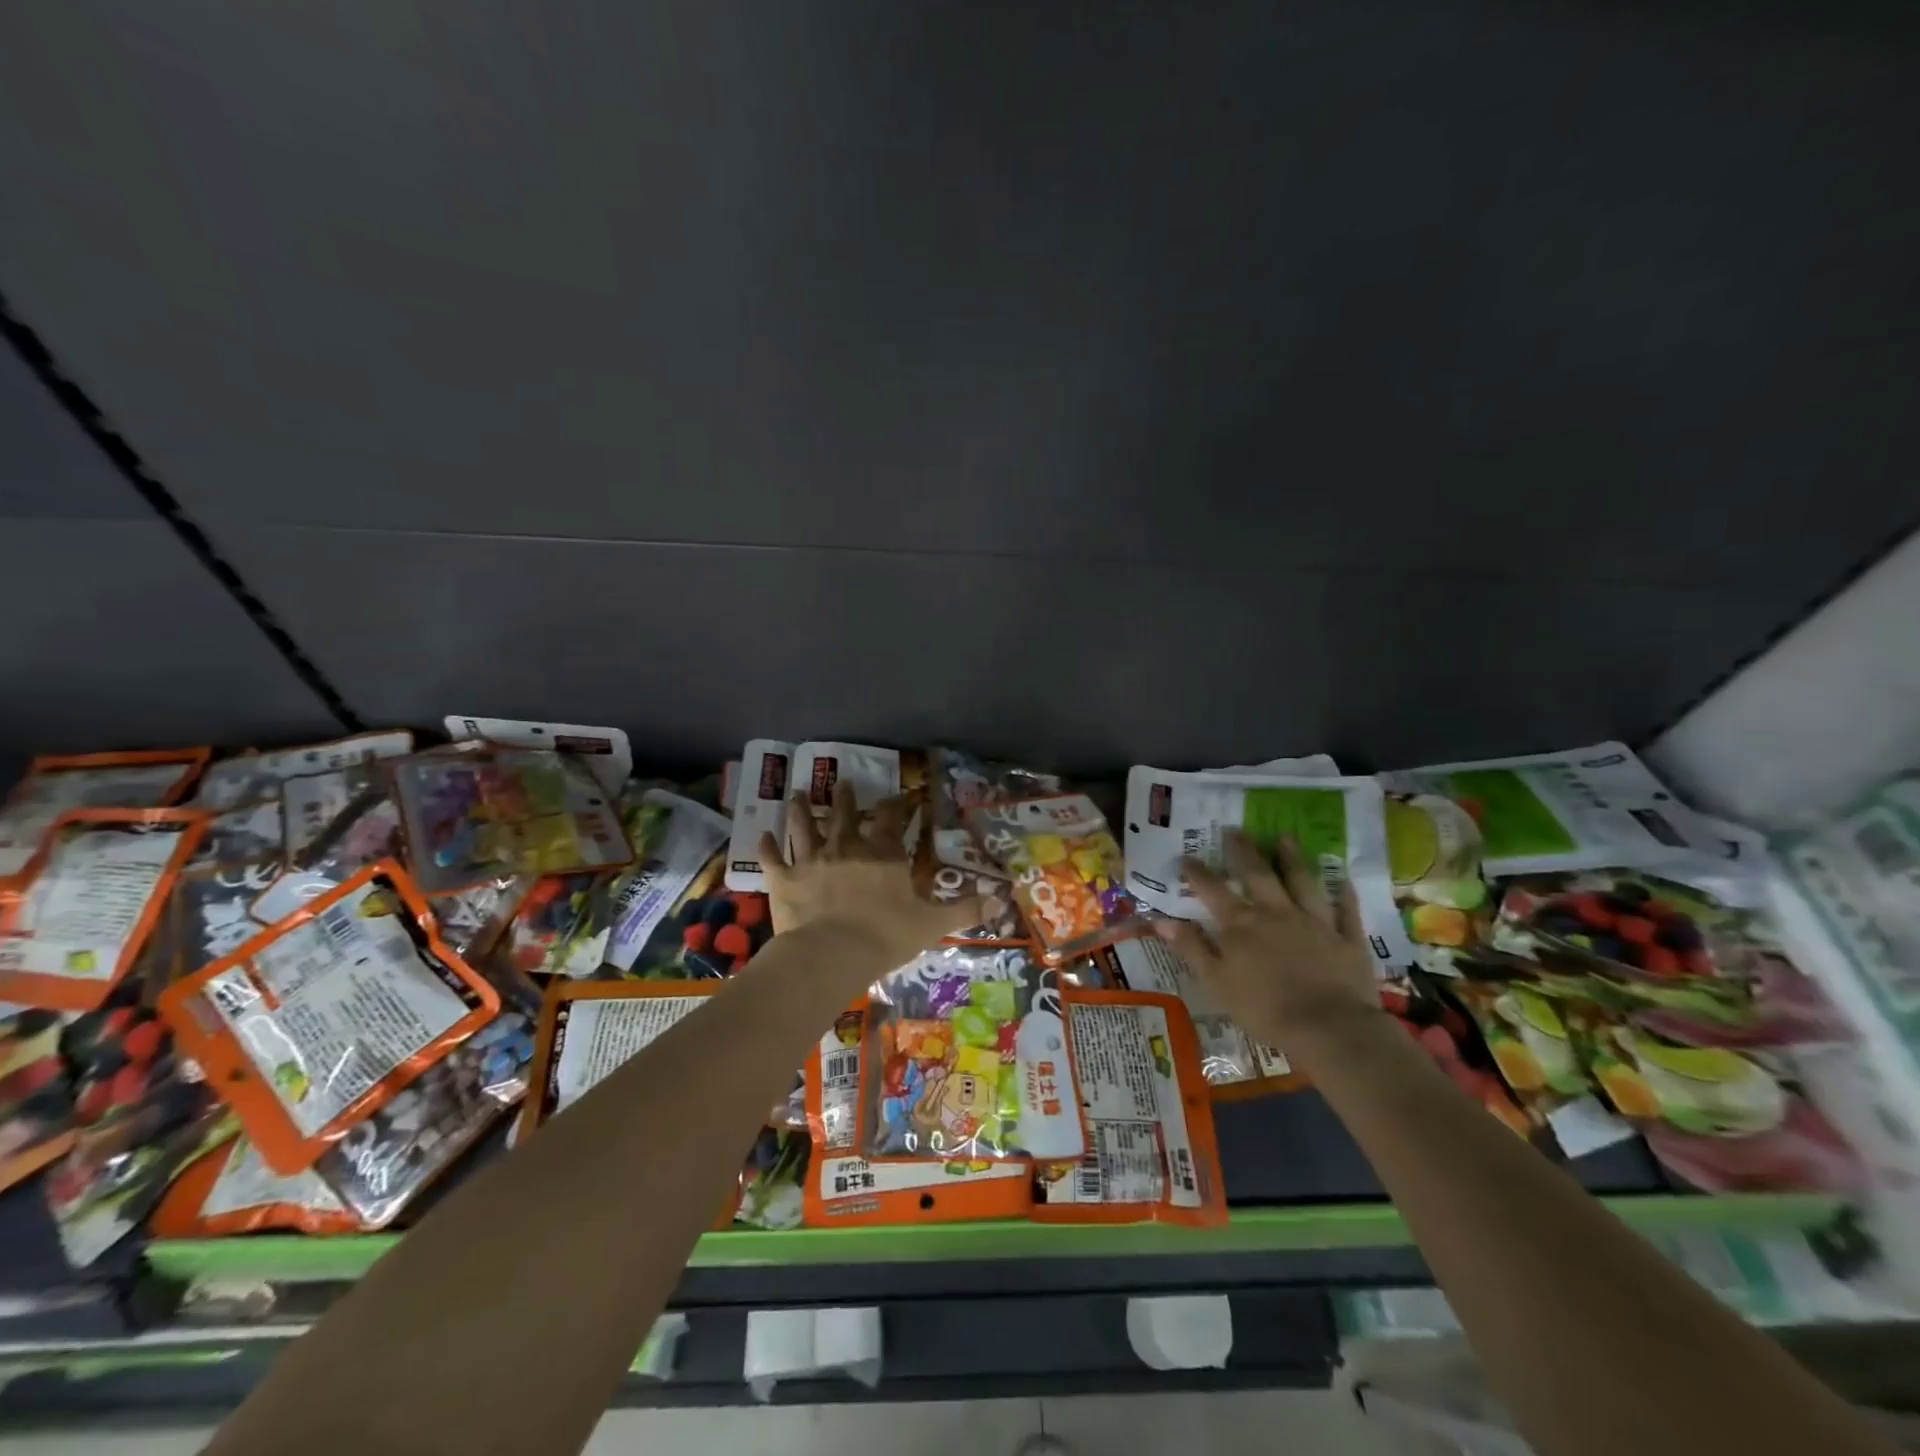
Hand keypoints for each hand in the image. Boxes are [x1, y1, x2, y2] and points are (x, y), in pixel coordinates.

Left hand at [757, 783, 981, 971]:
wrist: (831, 954)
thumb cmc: (885, 936)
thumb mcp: (932, 924)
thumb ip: (964, 910)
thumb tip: (999, 902)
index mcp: (882, 853)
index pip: (891, 818)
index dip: (895, 805)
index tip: (897, 796)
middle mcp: (846, 846)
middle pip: (844, 813)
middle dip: (845, 797)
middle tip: (842, 783)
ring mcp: (811, 859)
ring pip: (804, 826)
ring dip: (801, 809)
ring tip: (799, 794)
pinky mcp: (783, 878)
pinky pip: (771, 858)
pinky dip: (766, 847)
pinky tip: (761, 835)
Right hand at [1156, 831, 1380, 1058]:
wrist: (1329, 1028)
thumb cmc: (1264, 1009)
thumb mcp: (1216, 982)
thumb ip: (1191, 948)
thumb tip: (1160, 919)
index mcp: (1240, 925)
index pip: (1213, 890)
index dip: (1197, 873)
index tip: (1186, 857)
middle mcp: (1275, 913)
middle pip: (1257, 874)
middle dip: (1244, 851)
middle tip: (1236, 830)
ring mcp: (1314, 922)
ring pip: (1301, 882)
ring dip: (1293, 859)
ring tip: (1286, 838)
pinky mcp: (1346, 938)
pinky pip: (1345, 910)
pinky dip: (1343, 893)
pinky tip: (1343, 878)